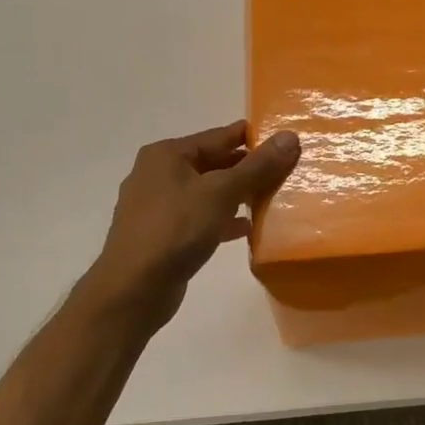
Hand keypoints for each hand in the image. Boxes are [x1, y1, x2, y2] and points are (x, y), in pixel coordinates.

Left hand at [78, 120, 299, 328]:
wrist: (133, 289)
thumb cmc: (176, 230)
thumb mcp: (221, 192)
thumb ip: (257, 166)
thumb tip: (290, 137)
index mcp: (168, 155)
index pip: (220, 135)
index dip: (254, 138)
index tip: (288, 142)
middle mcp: (159, 173)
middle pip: (214, 163)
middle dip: (249, 168)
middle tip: (287, 172)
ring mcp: (159, 205)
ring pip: (209, 192)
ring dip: (239, 195)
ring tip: (274, 199)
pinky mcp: (163, 234)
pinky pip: (201, 217)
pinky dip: (224, 219)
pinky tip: (248, 228)